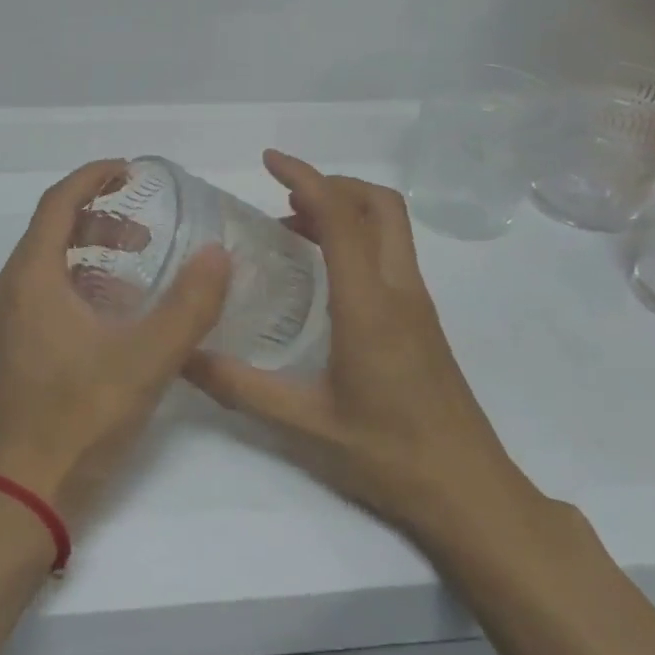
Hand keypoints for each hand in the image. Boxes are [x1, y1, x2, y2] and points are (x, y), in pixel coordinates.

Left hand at [0, 159, 231, 526]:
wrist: (18, 498)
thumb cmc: (78, 420)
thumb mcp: (146, 360)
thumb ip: (189, 305)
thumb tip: (218, 254)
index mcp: (30, 278)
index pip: (58, 202)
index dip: (94, 177)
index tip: (131, 170)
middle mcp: (9, 291)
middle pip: (53, 230)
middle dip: (100, 218)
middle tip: (147, 231)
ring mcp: (5, 323)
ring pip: (49, 265)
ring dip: (92, 254)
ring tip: (139, 268)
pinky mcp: (11, 350)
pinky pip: (45, 295)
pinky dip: (81, 285)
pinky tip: (117, 315)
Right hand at [184, 150, 530, 535]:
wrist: (471, 493)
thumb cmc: (389, 456)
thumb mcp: (305, 424)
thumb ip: (240, 387)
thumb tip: (183, 356)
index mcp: (369, 305)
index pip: (341, 217)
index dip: (305, 178)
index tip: (269, 160)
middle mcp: (399, 290)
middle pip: (379, 205)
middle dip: (332, 183)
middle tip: (283, 195)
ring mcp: (418, 304)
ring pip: (391, 227)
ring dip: (346, 210)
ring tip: (293, 227)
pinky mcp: (423, 321)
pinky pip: (391, 254)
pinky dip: (357, 238)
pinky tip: (323, 273)